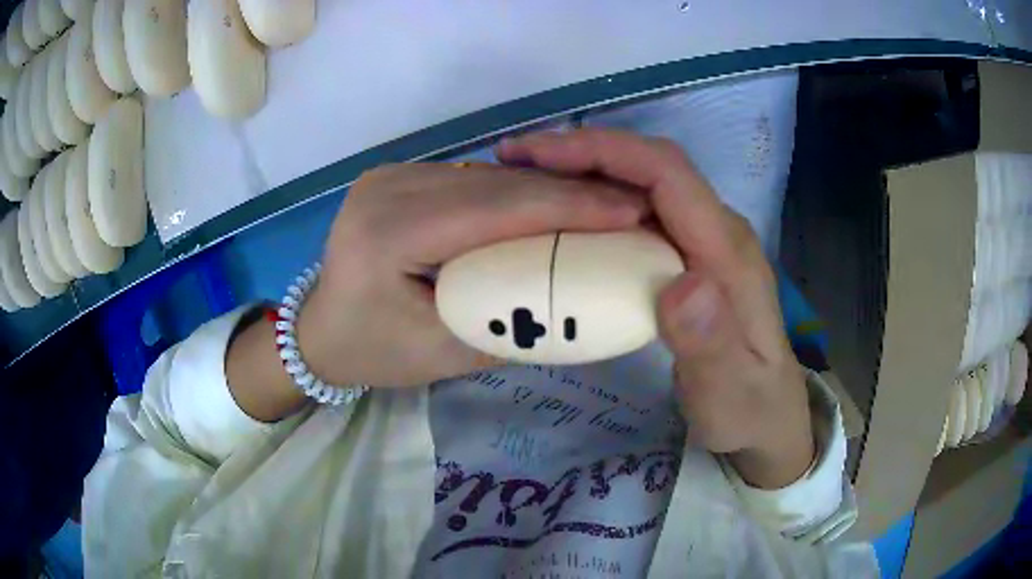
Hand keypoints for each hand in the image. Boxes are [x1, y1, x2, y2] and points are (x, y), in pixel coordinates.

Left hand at [296, 162, 646, 388]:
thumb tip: (579, 307)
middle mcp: (387, 187)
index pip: (495, 209)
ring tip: (602, 204)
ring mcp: (390, 175)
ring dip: (547, 188)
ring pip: (487, 175)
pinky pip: (469, 179)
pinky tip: (549, 204)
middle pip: (496, 184)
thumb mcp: (441, 354)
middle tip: (629, 205)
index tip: (629, 209)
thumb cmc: (373, 352)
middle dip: (569, 192)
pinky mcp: (397, 177)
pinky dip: (514, 192)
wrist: (317, 333)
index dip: (569, 205)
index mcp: (389, 232)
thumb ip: (509, 327)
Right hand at [497, 129, 813, 488]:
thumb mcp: (729, 393)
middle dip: (582, 151)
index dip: (603, 151)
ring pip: (641, 185)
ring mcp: (704, 243)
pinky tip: (562, 220)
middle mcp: (717, 231)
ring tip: (525, 181)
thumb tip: (682, 285)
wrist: (768, 417)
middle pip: (650, 166)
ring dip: (584, 172)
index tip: (538, 154)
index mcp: (728, 251)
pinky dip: (595, 205)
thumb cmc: (747, 409)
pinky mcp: (689, 258)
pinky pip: (638, 214)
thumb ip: (711, 344)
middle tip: (515, 161)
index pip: (666, 173)